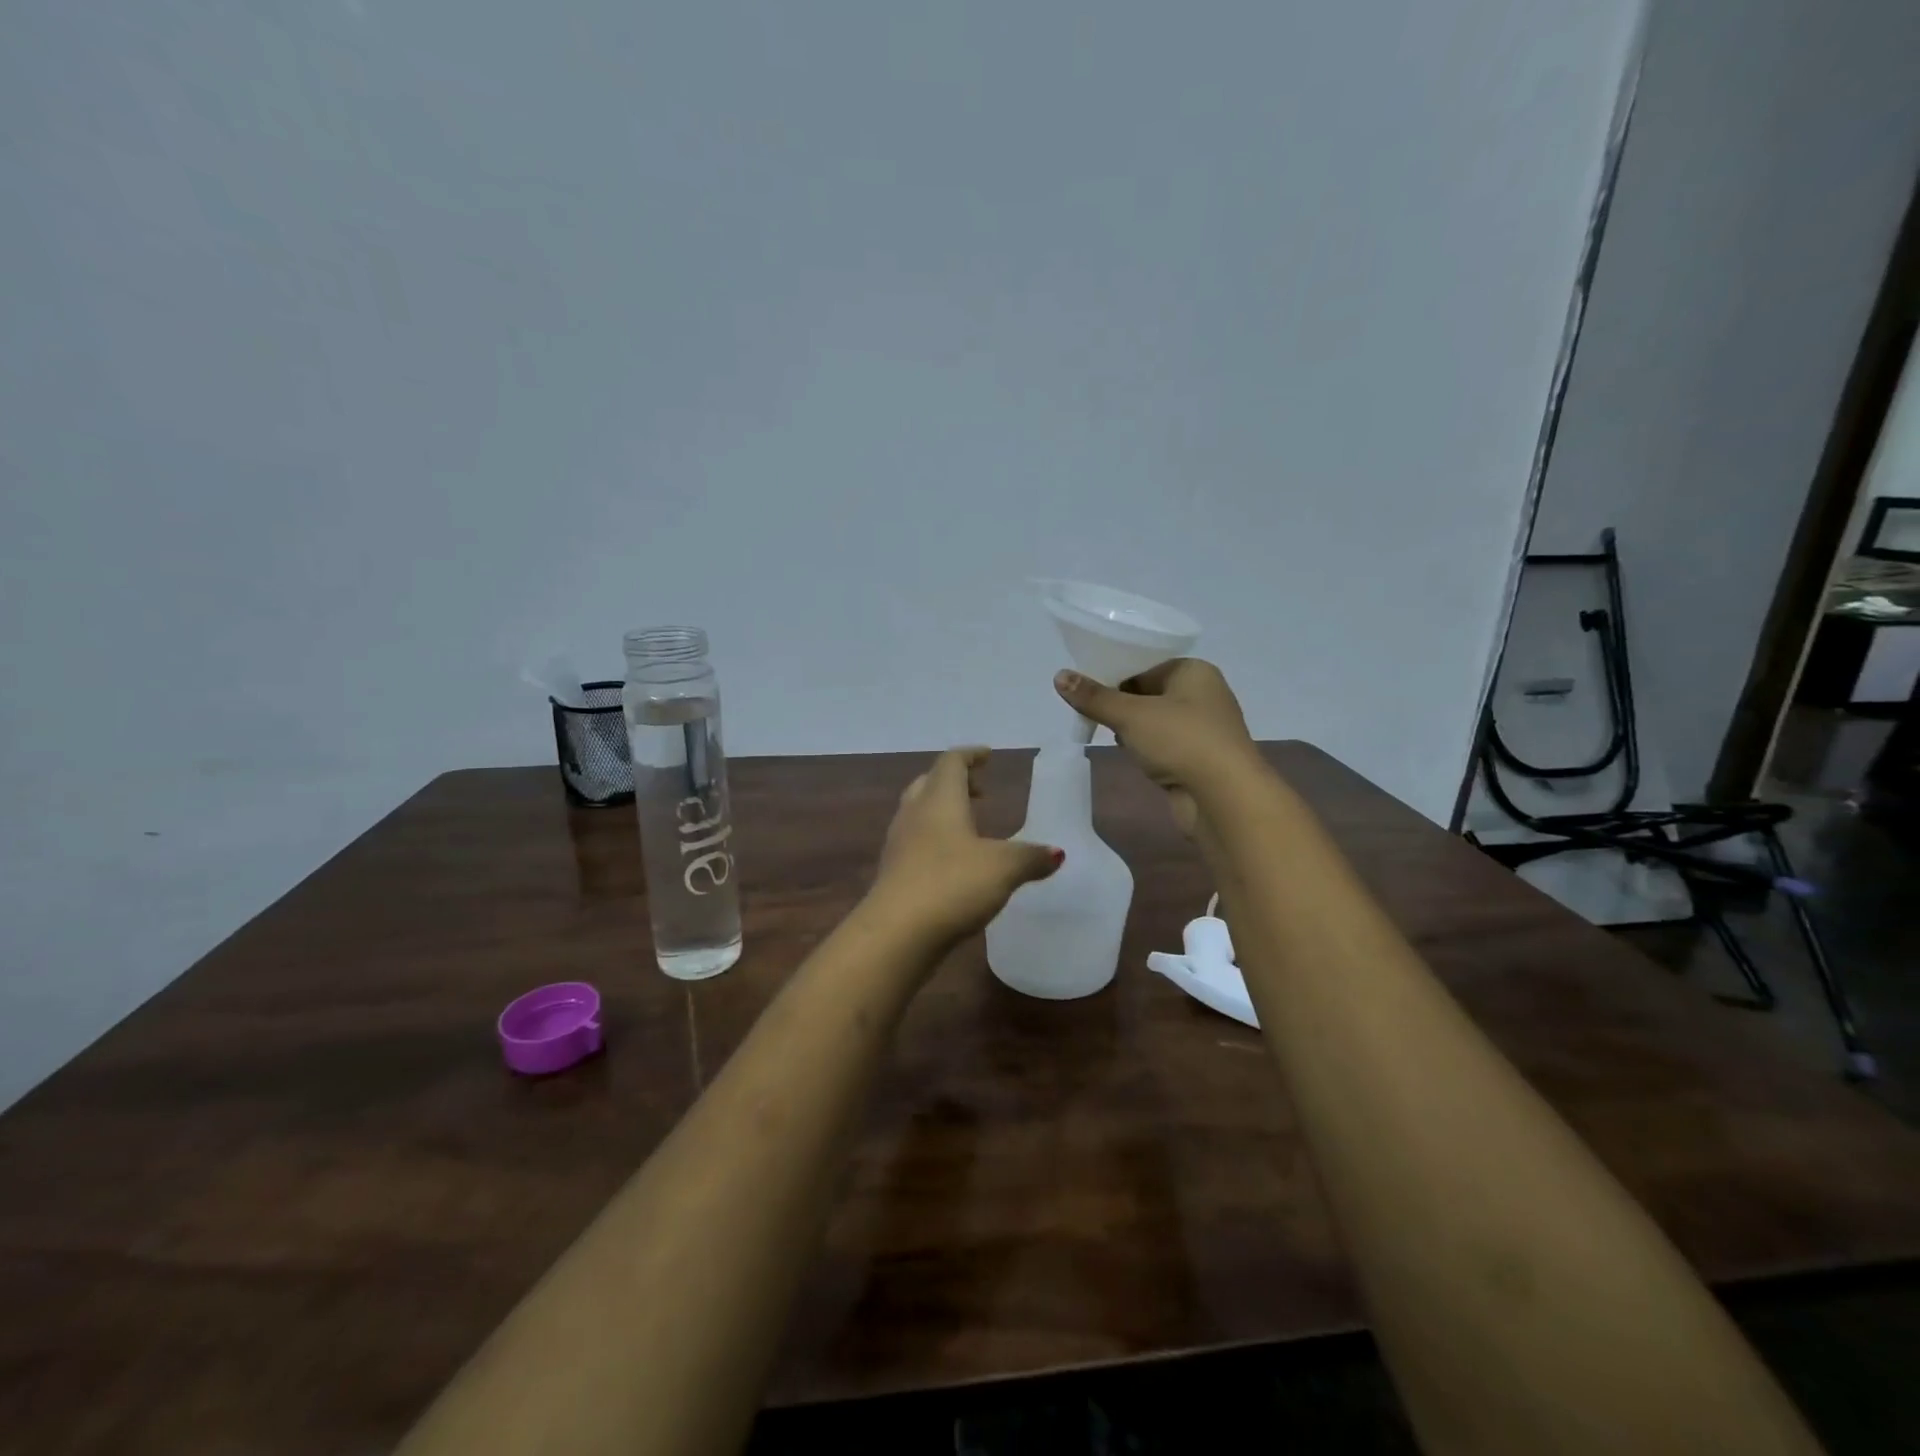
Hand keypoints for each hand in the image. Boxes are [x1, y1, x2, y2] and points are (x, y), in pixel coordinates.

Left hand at [868, 747, 1062, 945]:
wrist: (896, 933)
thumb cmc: (952, 884)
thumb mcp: (1003, 868)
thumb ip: (1031, 857)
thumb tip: (1057, 852)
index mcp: (940, 800)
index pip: (951, 762)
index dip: (970, 755)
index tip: (987, 756)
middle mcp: (914, 814)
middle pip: (930, 783)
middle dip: (954, 782)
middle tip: (979, 791)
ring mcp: (898, 844)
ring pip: (918, 813)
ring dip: (942, 811)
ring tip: (968, 827)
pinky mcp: (892, 873)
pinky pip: (914, 843)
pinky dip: (934, 840)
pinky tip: (952, 863)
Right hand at [1053, 659, 1259, 835]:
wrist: (1224, 798)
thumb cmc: (1181, 741)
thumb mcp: (1130, 715)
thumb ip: (1094, 697)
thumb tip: (1059, 676)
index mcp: (1194, 671)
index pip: (1146, 664)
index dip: (1115, 674)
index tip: (1085, 687)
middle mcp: (1204, 695)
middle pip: (1149, 691)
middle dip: (1121, 703)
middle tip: (1089, 710)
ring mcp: (1204, 729)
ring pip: (1156, 721)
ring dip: (1132, 728)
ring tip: (1105, 732)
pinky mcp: (1200, 759)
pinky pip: (1164, 745)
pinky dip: (1147, 749)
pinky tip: (1130, 755)